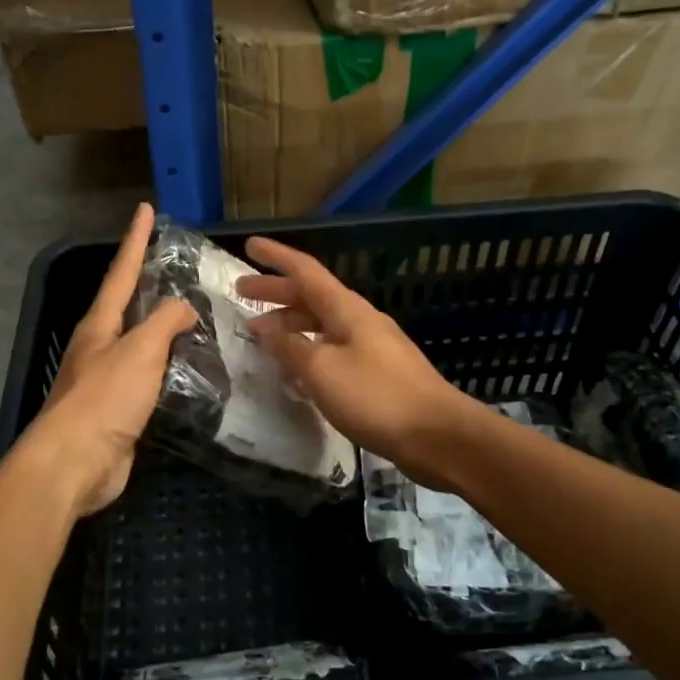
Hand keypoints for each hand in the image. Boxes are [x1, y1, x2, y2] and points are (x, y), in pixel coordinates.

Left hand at [21, 203, 196, 517]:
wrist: (75, 463)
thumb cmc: (104, 399)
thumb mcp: (140, 350)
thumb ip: (165, 322)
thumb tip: (184, 309)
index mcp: (99, 325)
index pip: (122, 272)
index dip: (135, 240)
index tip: (145, 209)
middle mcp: (100, 346)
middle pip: (127, 305)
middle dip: (147, 282)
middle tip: (176, 265)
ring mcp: (107, 380)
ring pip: (140, 343)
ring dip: (162, 328)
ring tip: (193, 316)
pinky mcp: (119, 411)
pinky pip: (150, 378)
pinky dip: (169, 367)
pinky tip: (188, 370)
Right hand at [237, 237, 481, 489]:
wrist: (438, 435)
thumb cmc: (376, 396)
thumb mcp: (322, 371)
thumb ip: (290, 348)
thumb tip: (265, 329)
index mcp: (347, 310)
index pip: (305, 271)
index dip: (276, 257)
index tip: (250, 244)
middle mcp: (359, 320)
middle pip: (312, 296)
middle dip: (276, 291)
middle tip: (242, 293)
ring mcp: (372, 346)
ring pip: (322, 324)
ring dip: (290, 323)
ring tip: (260, 334)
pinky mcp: (378, 373)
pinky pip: (333, 348)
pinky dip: (308, 348)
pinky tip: (296, 367)